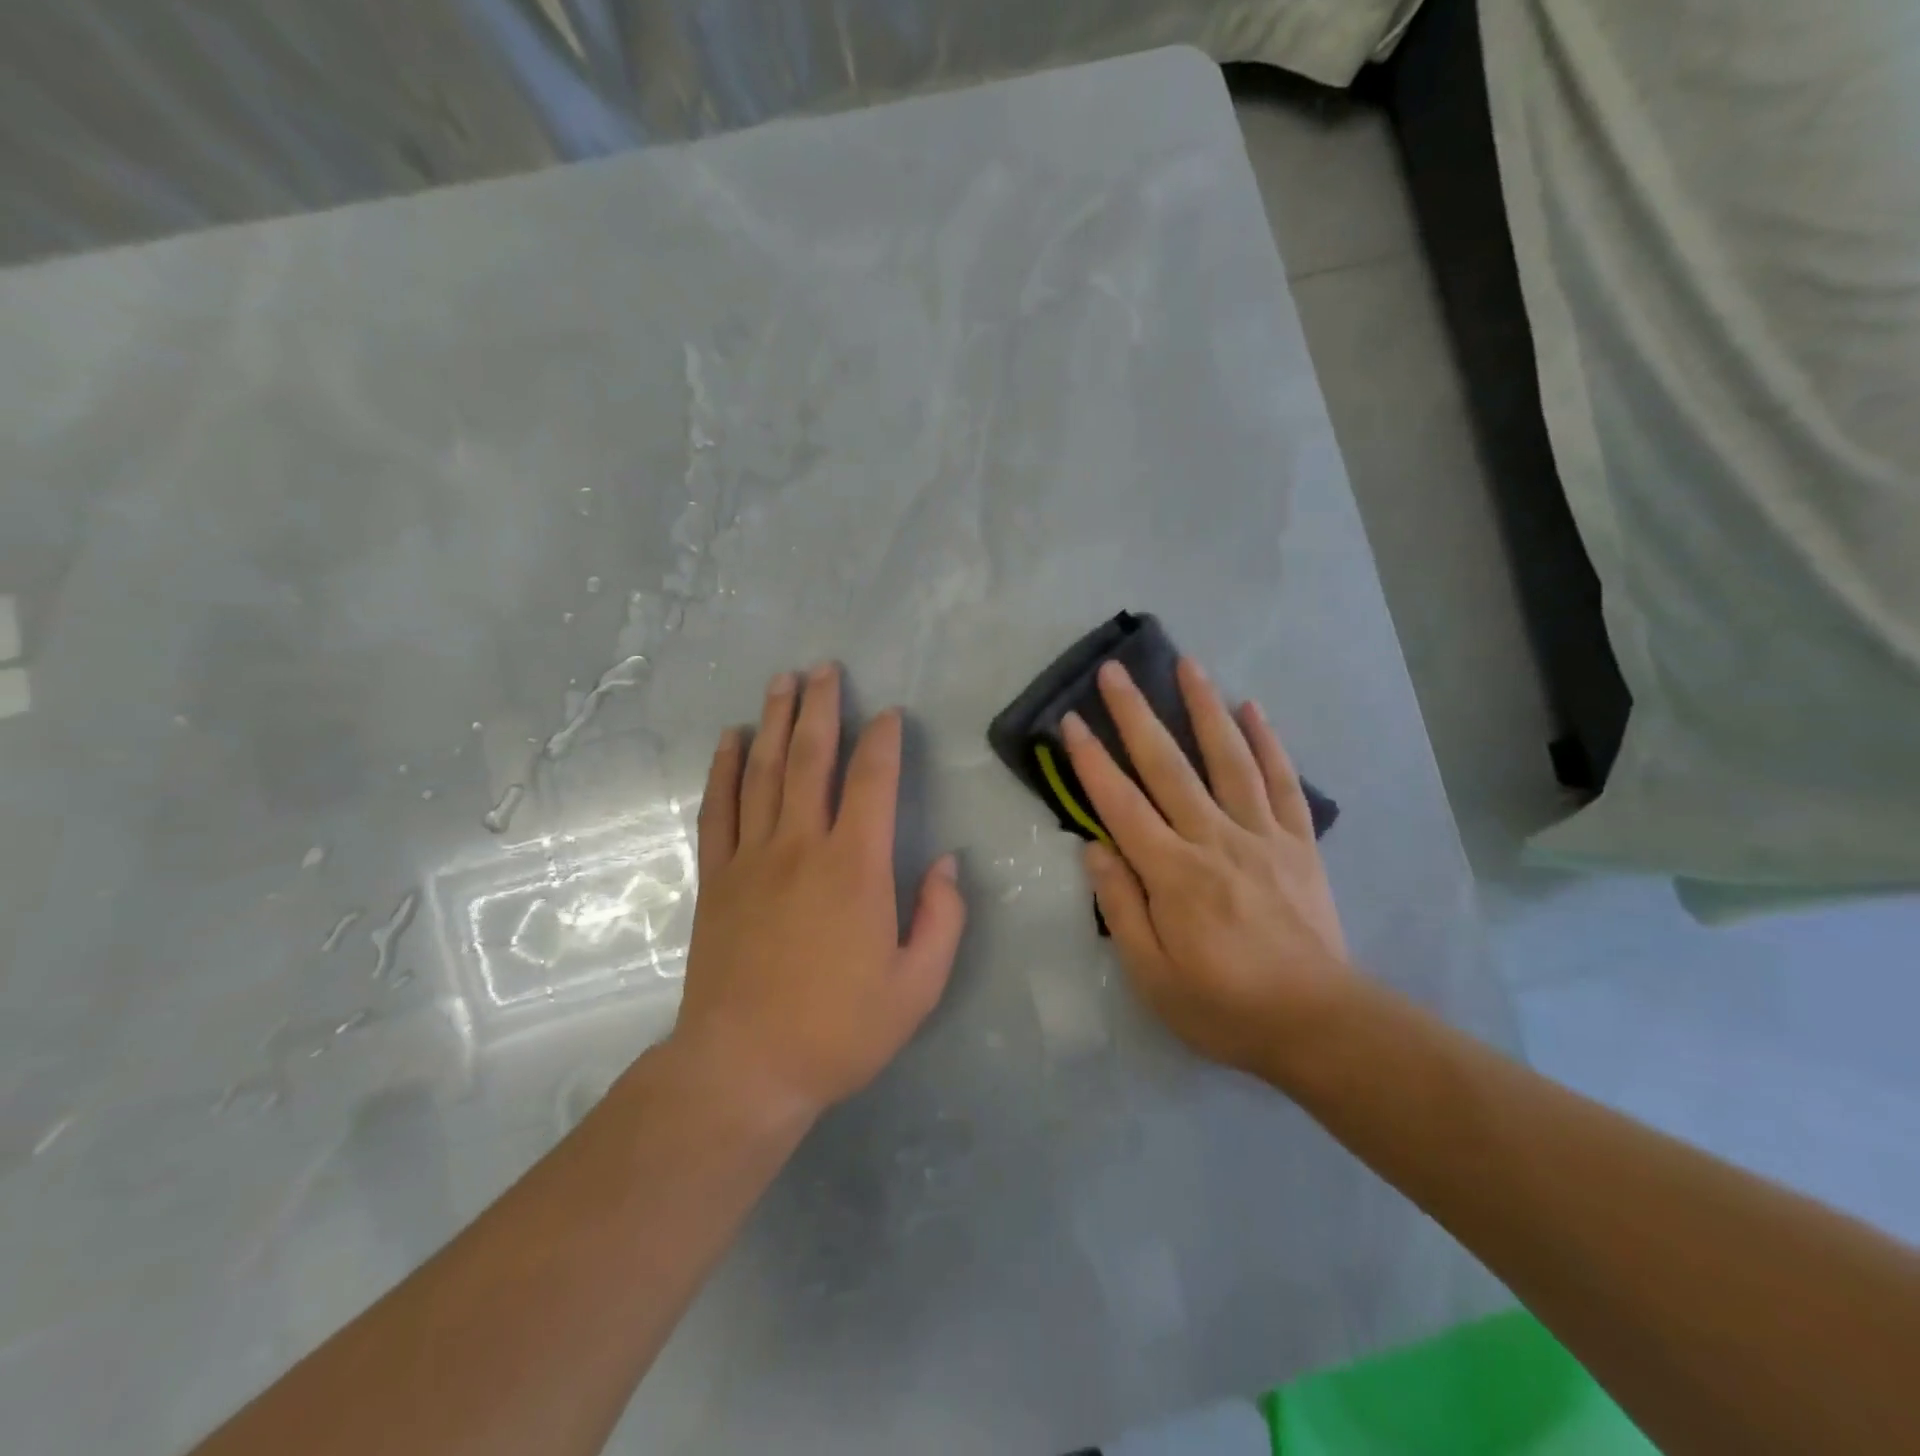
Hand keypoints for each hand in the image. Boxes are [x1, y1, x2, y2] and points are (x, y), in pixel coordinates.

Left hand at [672, 664, 967, 1120]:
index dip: (883, 741)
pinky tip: (730, 740)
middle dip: (822, 707)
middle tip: (825, 668)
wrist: (745, 1068)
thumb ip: (942, 918)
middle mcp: (801, 845)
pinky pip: (718, 809)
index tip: (889, 715)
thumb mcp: (918, 985)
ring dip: (775, 721)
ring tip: (782, 681)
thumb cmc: (839, 1029)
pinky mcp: (717, 878)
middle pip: (811, 758)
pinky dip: (724, 769)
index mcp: (856, 866)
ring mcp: (752, 857)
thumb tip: (947, 864)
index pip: (872, 781)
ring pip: (764, 771)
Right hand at [1062, 658, 1348, 1079]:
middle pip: (1167, 766)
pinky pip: (1282, 782)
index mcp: (1172, 873)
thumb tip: (1094, 849)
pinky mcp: (1298, 842)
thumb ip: (1121, 907)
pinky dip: (1268, 742)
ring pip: (1228, 759)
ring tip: (1187, 664)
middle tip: (1115, 671)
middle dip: (1136, 715)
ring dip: (1204, 708)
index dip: (1091, 760)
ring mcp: (1261, 835)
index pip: (1121, 804)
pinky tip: (1253, 709)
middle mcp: (1214, 839)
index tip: (1071, 721)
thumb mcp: (1152, 976)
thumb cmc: (1224, 1006)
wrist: (1318, 1023)